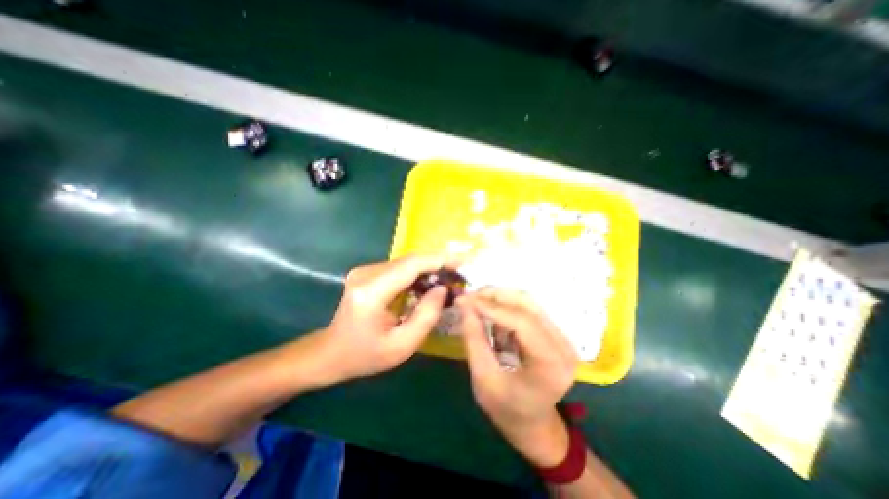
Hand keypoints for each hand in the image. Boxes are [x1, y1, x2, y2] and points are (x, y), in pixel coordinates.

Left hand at [309, 256, 452, 382]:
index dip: (439, 260)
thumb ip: (426, 316)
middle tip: (460, 273)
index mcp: (371, 292)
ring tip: (449, 279)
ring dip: (429, 269)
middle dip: (438, 264)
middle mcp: (366, 274)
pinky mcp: (368, 273)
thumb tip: (443, 289)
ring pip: (407, 262)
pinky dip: (418, 274)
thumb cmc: (365, 356)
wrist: (331, 352)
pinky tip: (430, 284)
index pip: (411, 265)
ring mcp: (365, 271)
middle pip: (410, 260)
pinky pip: (400, 268)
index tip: (462, 262)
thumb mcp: (402, 346)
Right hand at [453, 288, 580, 466]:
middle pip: (527, 305)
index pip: (522, 321)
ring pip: (528, 302)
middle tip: (468, 297)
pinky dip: (506, 305)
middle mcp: (563, 345)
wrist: (532, 422)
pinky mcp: (555, 332)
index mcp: (551, 364)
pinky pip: (528, 309)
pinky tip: (490, 312)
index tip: (464, 300)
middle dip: (494, 296)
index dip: (491, 306)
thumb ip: (474, 340)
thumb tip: (465, 306)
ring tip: (476, 302)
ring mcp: (562, 337)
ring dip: (499, 297)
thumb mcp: (483, 378)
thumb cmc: (506, 408)